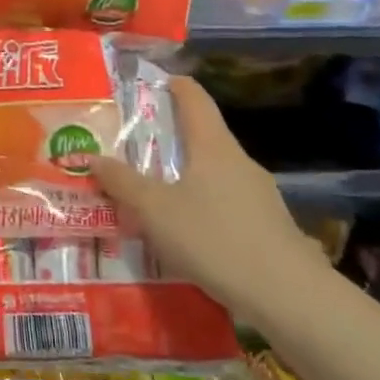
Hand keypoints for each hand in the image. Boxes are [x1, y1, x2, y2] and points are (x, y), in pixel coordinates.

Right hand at [91, 75, 327, 314]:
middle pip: (202, 136)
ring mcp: (258, 195)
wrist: (289, 296)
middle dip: (167, 138)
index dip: (172, 85)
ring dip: (182, 176)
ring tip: (150, 193)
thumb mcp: (155, 210)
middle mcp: (239, 162)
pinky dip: (199, 206)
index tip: (148, 82)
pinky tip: (182, 232)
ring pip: (212, 173)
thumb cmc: (215, 238)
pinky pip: (224, 204)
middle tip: (131, 145)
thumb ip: (121, 182)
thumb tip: (90, 157)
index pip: (194, 98)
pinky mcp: (266, 227)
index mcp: (214, 146)